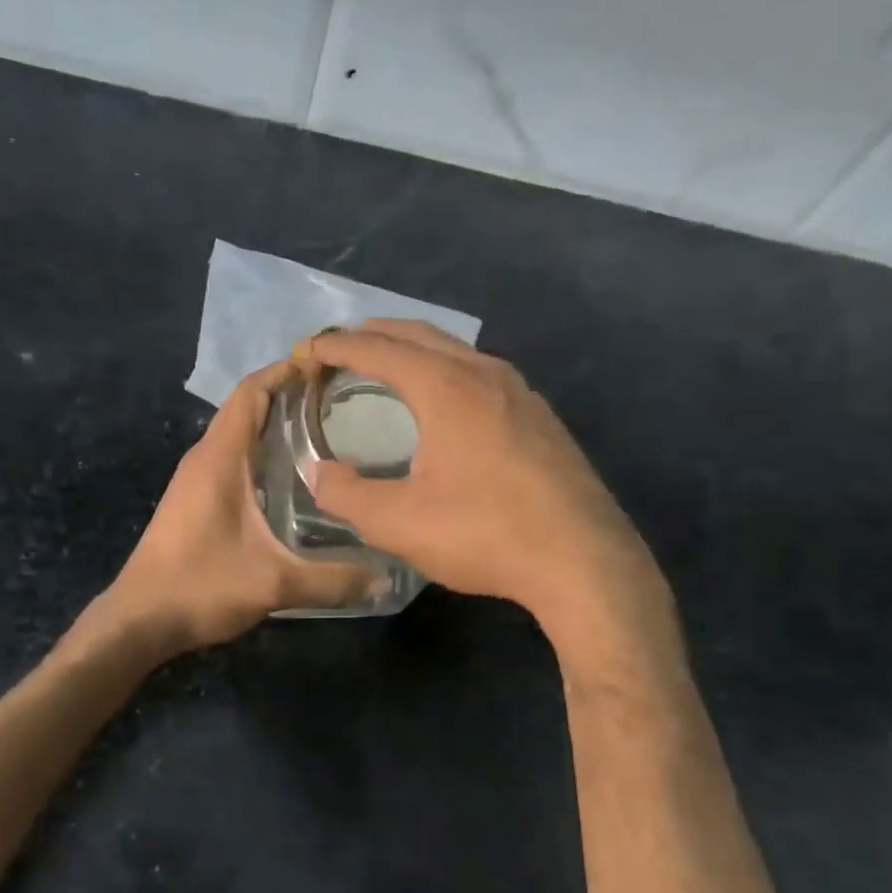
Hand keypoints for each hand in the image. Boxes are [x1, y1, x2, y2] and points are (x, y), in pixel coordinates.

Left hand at [105, 359, 377, 651]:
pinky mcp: (196, 499)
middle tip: (345, 400)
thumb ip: (333, 579)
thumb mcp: (274, 583)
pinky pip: (235, 458)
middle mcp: (205, 457)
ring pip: (241, 433)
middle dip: (292, 395)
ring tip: (330, 431)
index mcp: (220, 458)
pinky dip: (265, 451)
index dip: (287, 371)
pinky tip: (297, 476)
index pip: (252, 392)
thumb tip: (387, 578)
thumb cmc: (200, 587)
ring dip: (278, 424)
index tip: (330, 365)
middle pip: (249, 407)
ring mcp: (197, 478)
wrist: (139, 621)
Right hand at [304, 321, 658, 633]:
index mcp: (445, 387)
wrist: (582, 558)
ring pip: (458, 350)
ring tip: (391, 364)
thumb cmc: (485, 532)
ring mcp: (521, 392)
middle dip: (377, 334)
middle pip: (421, 334)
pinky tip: (449, 400)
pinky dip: (449, 369)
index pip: (379, 349)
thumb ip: (347, 494)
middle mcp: (484, 374)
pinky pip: (483, 373)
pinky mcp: (541, 417)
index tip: (309, 351)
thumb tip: (316, 472)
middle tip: (343, 346)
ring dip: (417, 348)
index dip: (338, 347)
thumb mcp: (400, 522)